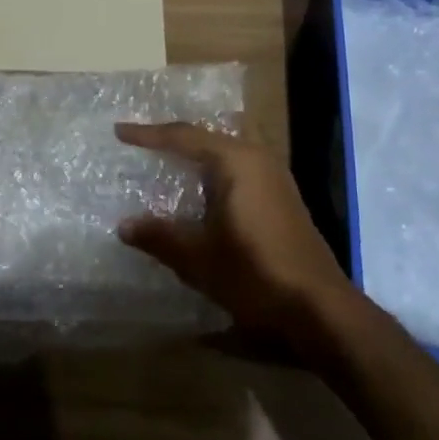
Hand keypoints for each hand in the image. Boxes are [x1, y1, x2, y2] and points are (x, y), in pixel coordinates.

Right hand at [115, 122, 351, 340]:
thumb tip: (125, 225)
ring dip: (195, 158)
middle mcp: (257, 159)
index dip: (148, 135)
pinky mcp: (282, 199)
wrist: (319, 308)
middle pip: (206, 139)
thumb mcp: (198, 258)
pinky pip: (238, 172)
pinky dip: (212, 175)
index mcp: (235, 161)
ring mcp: (275, 178)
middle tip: (140, 143)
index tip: (119, 131)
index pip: (183, 137)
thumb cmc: (254, 274)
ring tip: (164, 162)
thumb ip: (159, 236)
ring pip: (225, 155)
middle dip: (173, 140)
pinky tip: (199, 193)